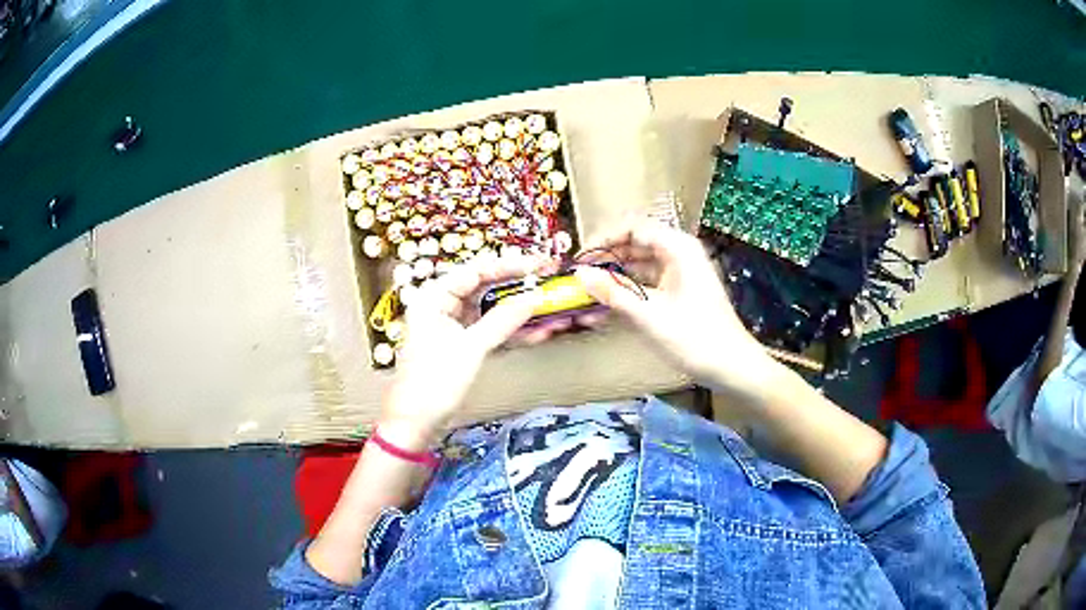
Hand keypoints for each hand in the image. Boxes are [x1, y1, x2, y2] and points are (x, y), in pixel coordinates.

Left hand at [379, 255, 554, 449]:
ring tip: (548, 307)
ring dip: (517, 312)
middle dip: (515, 286)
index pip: (474, 270)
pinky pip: (489, 330)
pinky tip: (537, 331)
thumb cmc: (434, 382)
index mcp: (433, 298)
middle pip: (483, 287)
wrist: (417, 422)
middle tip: (546, 279)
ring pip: (489, 310)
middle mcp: (441, 306)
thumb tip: (534, 297)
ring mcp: (452, 326)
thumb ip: (503, 320)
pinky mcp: (462, 345)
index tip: (537, 265)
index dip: (507, 265)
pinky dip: (510, 332)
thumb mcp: (471, 348)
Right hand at [575, 221, 778, 392]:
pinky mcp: (677, 293)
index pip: (632, 228)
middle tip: (577, 280)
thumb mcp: (650, 315)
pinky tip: (604, 310)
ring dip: (613, 279)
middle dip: (605, 261)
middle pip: (634, 245)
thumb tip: (579, 274)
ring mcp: (679, 273)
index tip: (579, 259)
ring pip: (637, 266)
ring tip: (585, 297)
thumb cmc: (695, 338)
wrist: (732, 367)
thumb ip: (613, 293)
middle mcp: (678, 254)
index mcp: (677, 248)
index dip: (602, 239)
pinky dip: (626, 294)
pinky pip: (646, 284)